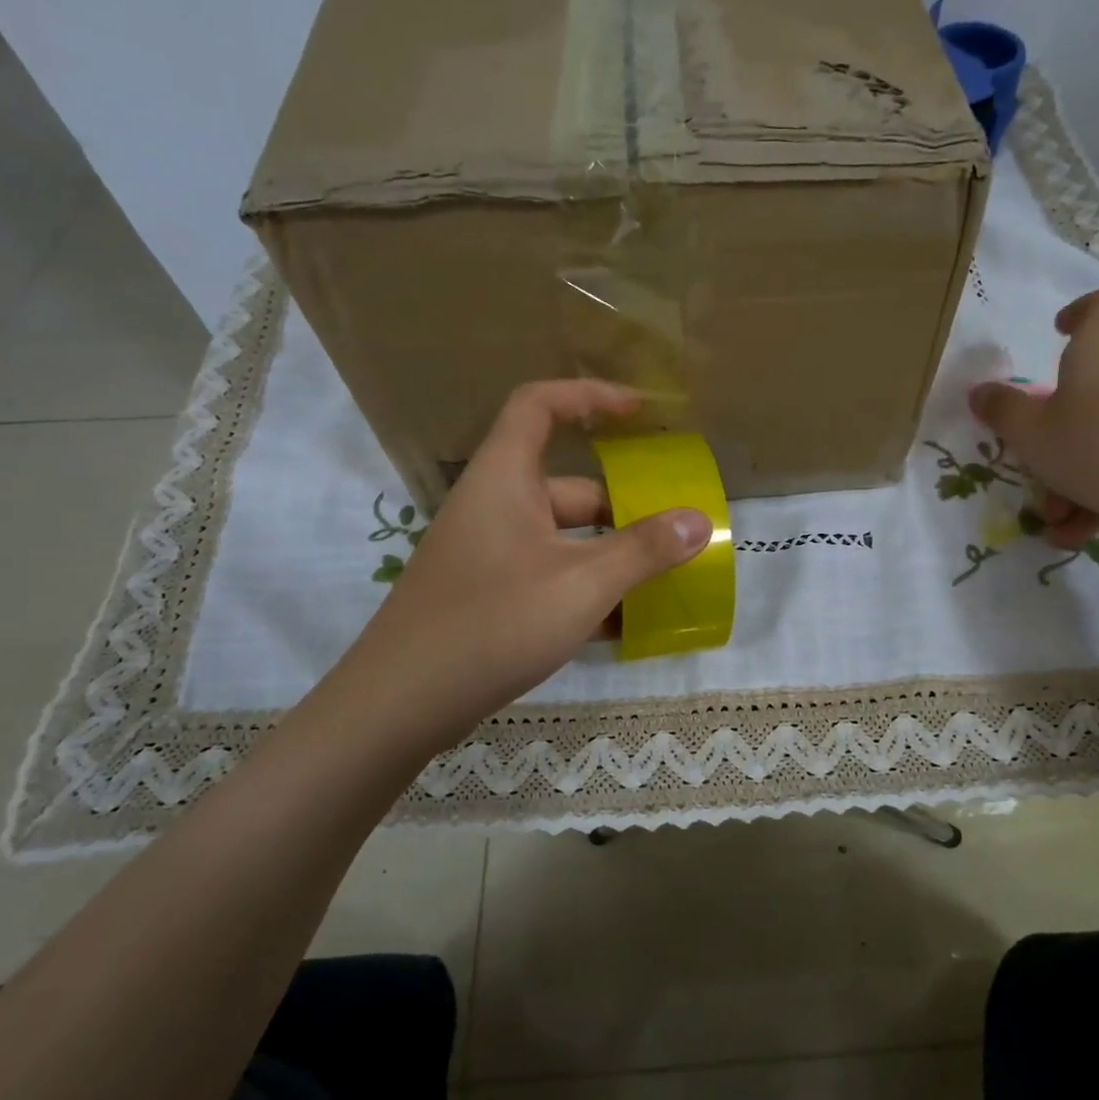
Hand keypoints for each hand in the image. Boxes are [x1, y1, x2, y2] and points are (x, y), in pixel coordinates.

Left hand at [337, 380, 710, 749]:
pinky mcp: (487, 596)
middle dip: (624, 509)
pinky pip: (548, 577)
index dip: (589, 396)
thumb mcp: (582, 583)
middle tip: (673, 532)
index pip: (539, 405)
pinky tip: (622, 627)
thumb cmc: (494, 622)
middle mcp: (495, 507)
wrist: (400, 704)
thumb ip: (644, 550)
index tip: (639, 412)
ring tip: (661, 584)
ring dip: (610, 558)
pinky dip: (585, 591)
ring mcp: (489, 554)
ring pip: (563, 540)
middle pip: (569, 488)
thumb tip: (698, 521)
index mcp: (505, 479)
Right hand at [970, 289, 1098, 548]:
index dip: (1081, 311)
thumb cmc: (1092, 449)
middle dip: (1062, 427)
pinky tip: (1081, 531)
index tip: (1060, 331)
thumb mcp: (1028, 433)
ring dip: (1077, 473)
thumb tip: (980, 391)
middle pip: (1098, 386)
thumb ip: (1001, 410)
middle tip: (1038, 462)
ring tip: (1057, 517)